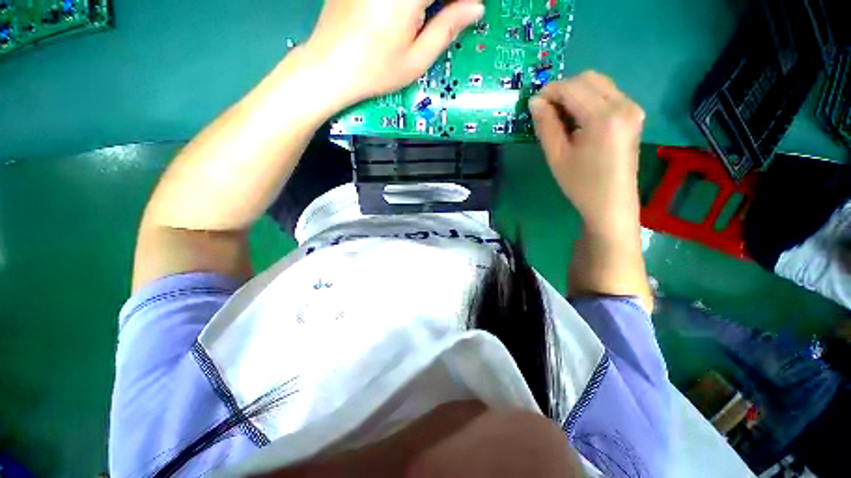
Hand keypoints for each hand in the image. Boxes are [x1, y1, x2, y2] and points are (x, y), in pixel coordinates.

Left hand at [302, 0, 483, 110]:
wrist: (330, 66)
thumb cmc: (375, 71)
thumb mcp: (416, 60)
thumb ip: (447, 29)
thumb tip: (476, 8)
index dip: (460, 0)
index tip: (467, 9)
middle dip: (445, 0)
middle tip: (450, 12)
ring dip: (426, 1)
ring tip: (424, 15)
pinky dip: (408, 1)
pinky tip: (407, 11)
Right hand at [530, 72, 644, 234]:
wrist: (611, 203)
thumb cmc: (581, 184)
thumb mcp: (556, 156)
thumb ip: (546, 125)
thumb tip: (535, 102)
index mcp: (603, 117)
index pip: (572, 88)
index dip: (549, 91)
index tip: (532, 105)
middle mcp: (623, 104)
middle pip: (588, 79)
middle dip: (562, 89)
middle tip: (544, 111)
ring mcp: (632, 108)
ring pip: (598, 83)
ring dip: (574, 93)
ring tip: (558, 116)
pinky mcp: (633, 114)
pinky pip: (607, 94)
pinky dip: (588, 99)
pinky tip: (576, 119)